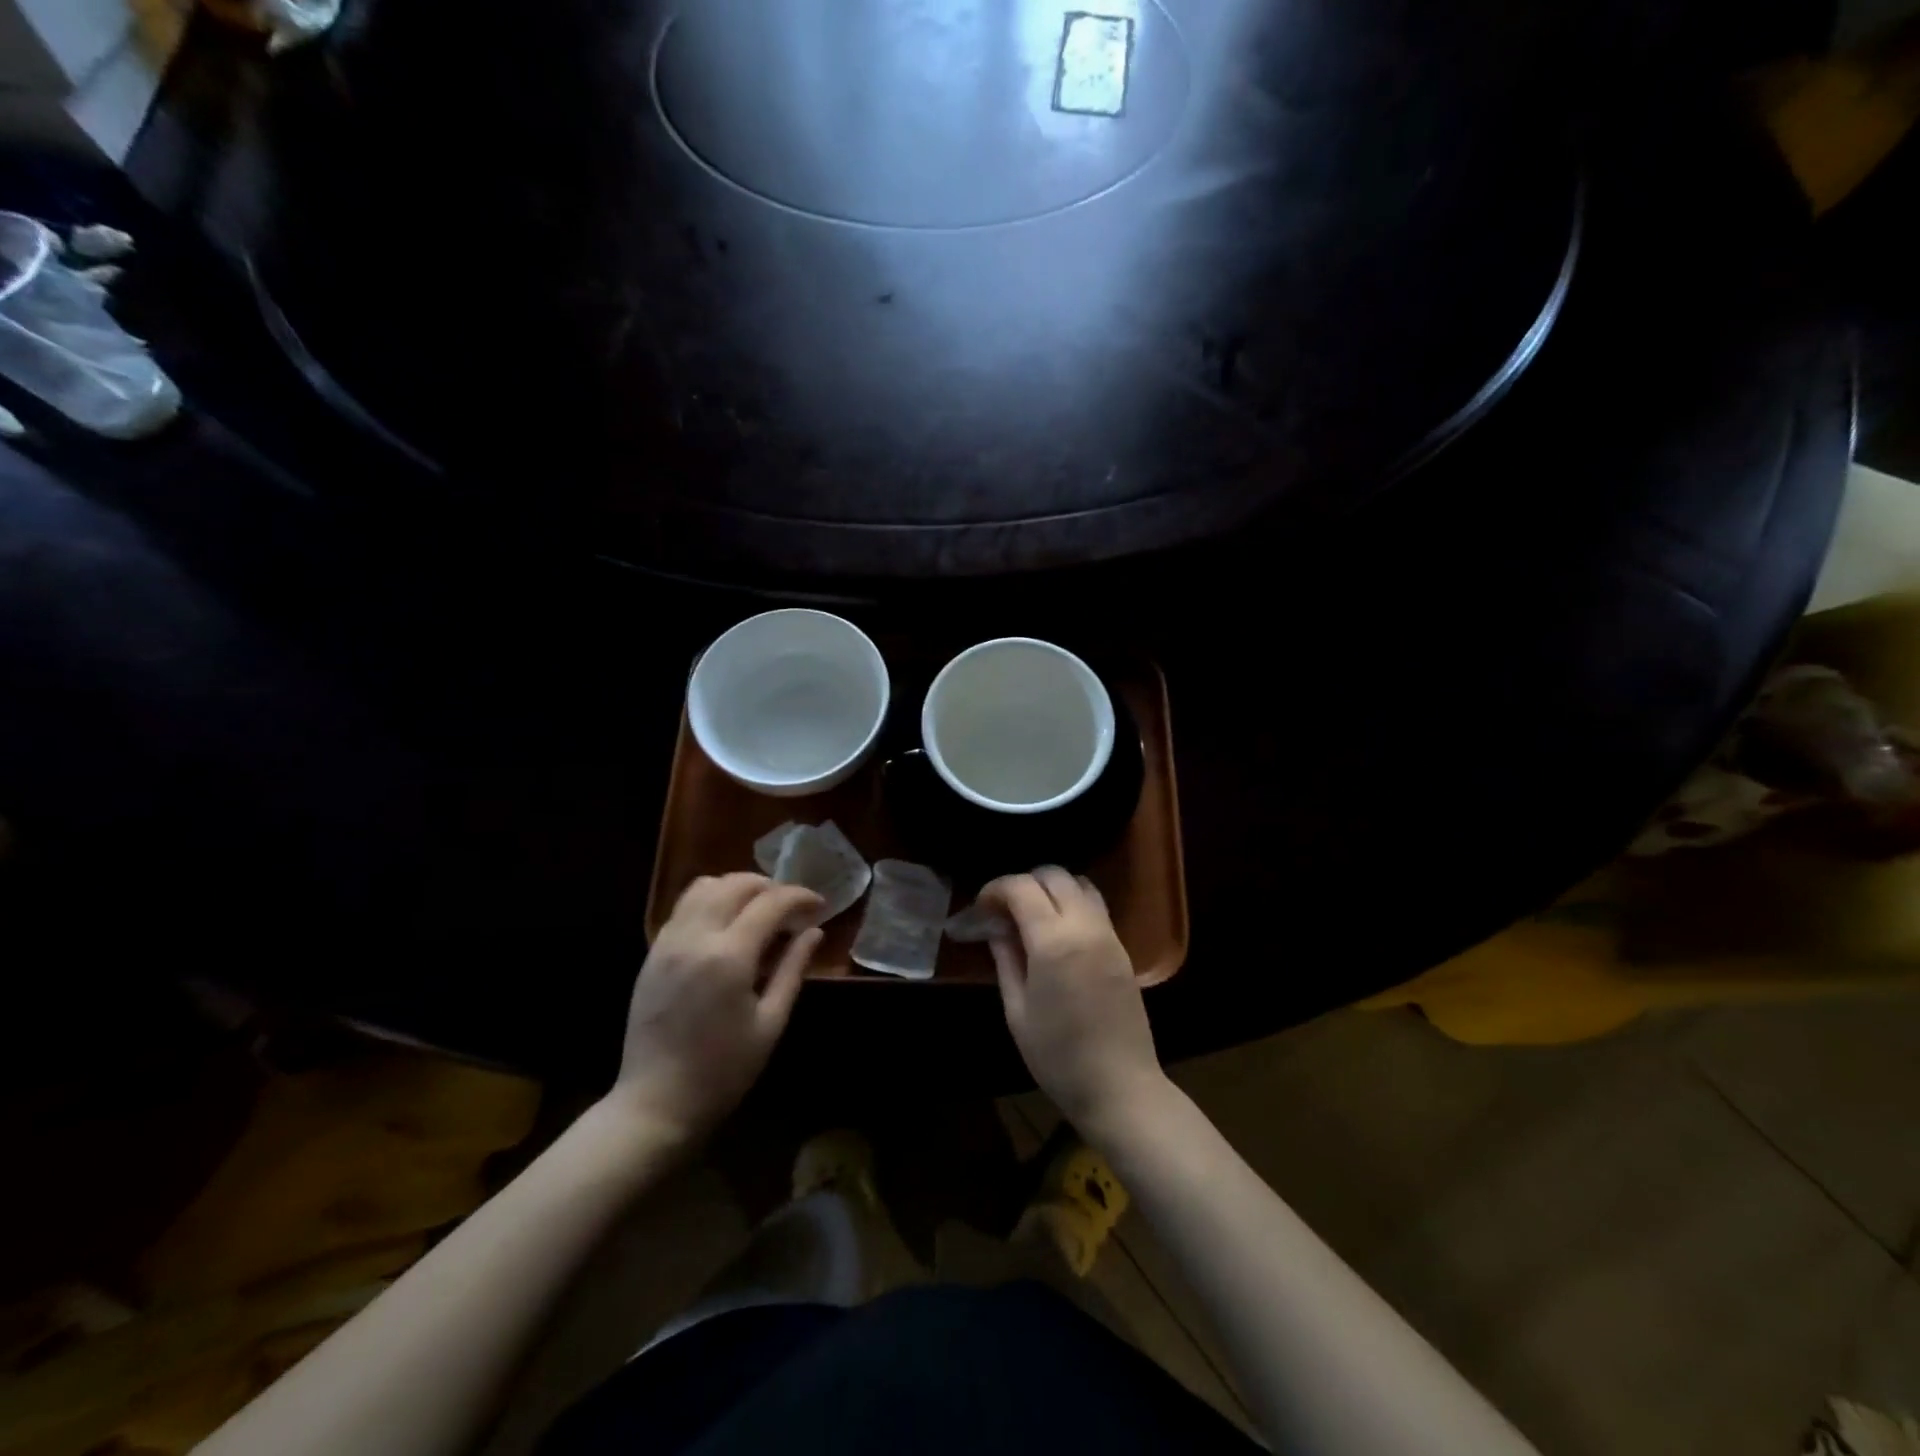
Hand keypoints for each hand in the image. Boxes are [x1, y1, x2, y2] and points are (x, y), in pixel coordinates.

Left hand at [608, 873, 823, 1145]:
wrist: (656, 1103)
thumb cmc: (723, 1070)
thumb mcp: (770, 1022)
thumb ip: (792, 968)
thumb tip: (814, 931)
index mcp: (729, 956)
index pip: (771, 903)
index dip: (800, 896)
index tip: (820, 905)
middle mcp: (695, 937)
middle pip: (736, 884)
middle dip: (770, 886)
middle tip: (792, 908)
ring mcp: (668, 942)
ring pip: (704, 886)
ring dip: (737, 887)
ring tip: (759, 909)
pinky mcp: (653, 953)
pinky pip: (683, 907)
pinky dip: (711, 901)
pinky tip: (727, 925)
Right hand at [980, 867, 1167, 1140]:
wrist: (1120, 1087)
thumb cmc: (1058, 1057)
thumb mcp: (1017, 1011)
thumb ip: (1006, 959)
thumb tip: (996, 927)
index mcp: (1054, 942)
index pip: (1022, 888)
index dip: (996, 889)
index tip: (981, 907)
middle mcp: (1085, 926)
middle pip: (1054, 875)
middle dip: (1024, 882)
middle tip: (1004, 910)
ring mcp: (1108, 934)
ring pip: (1079, 883)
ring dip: (1052, 888)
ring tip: (1032, 916)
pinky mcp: (1122, 947)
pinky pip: (1096, 905)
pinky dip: (1073, 902)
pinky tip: (1058, 930)